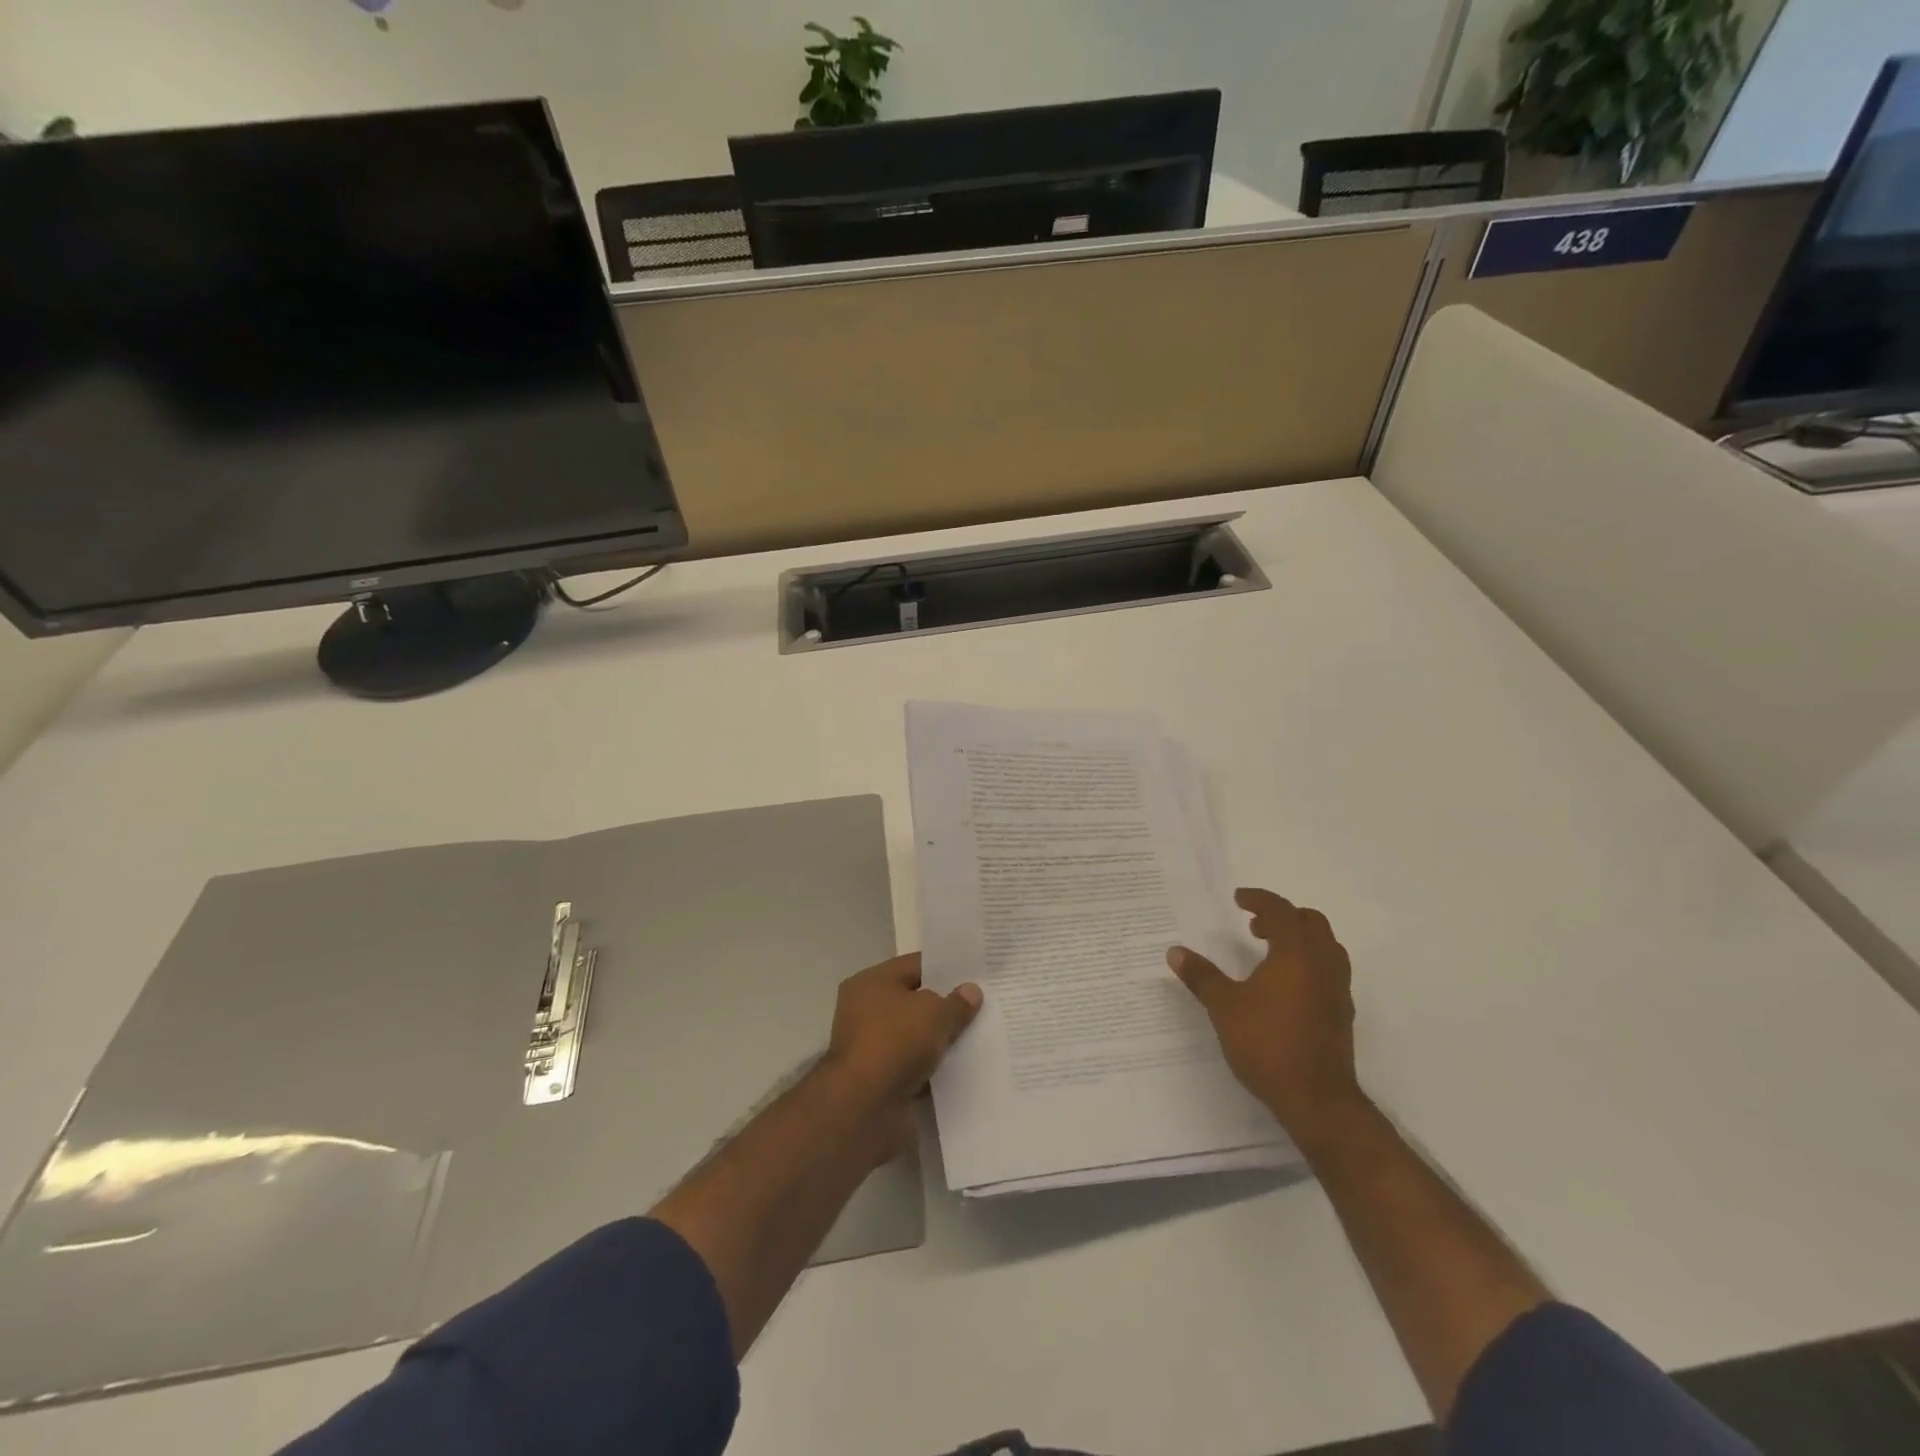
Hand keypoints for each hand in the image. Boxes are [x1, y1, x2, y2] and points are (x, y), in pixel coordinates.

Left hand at [821, 953, 982, 1156]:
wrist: (864, 1109)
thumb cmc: (895, 1042)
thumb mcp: (934, 1013)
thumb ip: (956, 1002)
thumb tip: (971, 991)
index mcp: (871, 983)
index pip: (914, 966)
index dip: (946, 968)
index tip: (976, 973)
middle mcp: (867, 1011)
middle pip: (915, 1002)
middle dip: (946, 1005)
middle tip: (984, 1004)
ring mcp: (873, 1048)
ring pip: (917, 1036)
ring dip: (942, 1039)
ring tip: (981, 1035)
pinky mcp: (882, 1081)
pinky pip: (916, 1066)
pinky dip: (935, 1068)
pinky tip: (966, 1066)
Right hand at [1167, 888, 1365, 1148]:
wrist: (1318, 1100)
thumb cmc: (1268, 1044)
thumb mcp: (1224, 1007)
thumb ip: (1201, 976)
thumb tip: (1175, 952)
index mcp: (1296, 953)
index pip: (1281, 911)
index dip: (1259, 900)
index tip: (1239, 899)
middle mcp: (1323, 964)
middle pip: (1311, 923)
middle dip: (1283, 917)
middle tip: (1255, 926)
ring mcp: (1337, 989)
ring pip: (1325, 947)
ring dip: (1299, 939)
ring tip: (1270, 952)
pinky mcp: (1341, 1013)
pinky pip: (1328, 971)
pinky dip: (1308, 963)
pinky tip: (1285, 986)